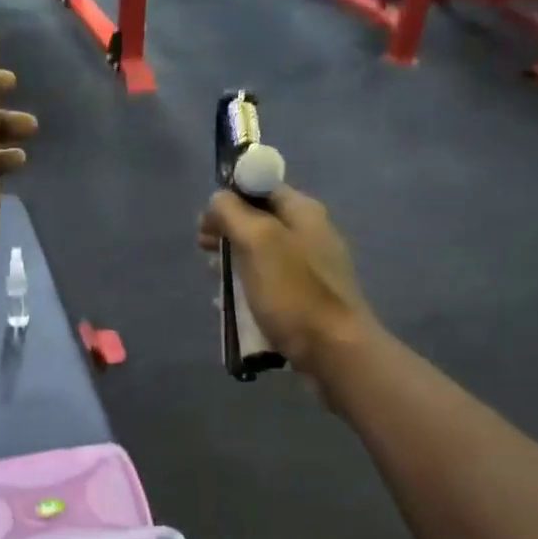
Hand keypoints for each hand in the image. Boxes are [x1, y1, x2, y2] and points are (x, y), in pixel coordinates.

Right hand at [198, 184, 374, 376]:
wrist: (333, 350)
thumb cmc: (293, 292)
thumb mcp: (258, 241)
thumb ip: (233, 213)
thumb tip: (218, 199)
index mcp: (303, 212)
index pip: (261, 187)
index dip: (230, 197)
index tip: (206, 220)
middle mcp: (309, 234)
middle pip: (258, 221)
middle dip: (227, 232)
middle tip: (204, 249)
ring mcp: (308, 269)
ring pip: (260, 255)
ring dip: (233, 261)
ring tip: (214, 279)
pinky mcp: (303, 299)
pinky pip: (267, 284)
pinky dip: (246, 287)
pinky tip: (231, 304)